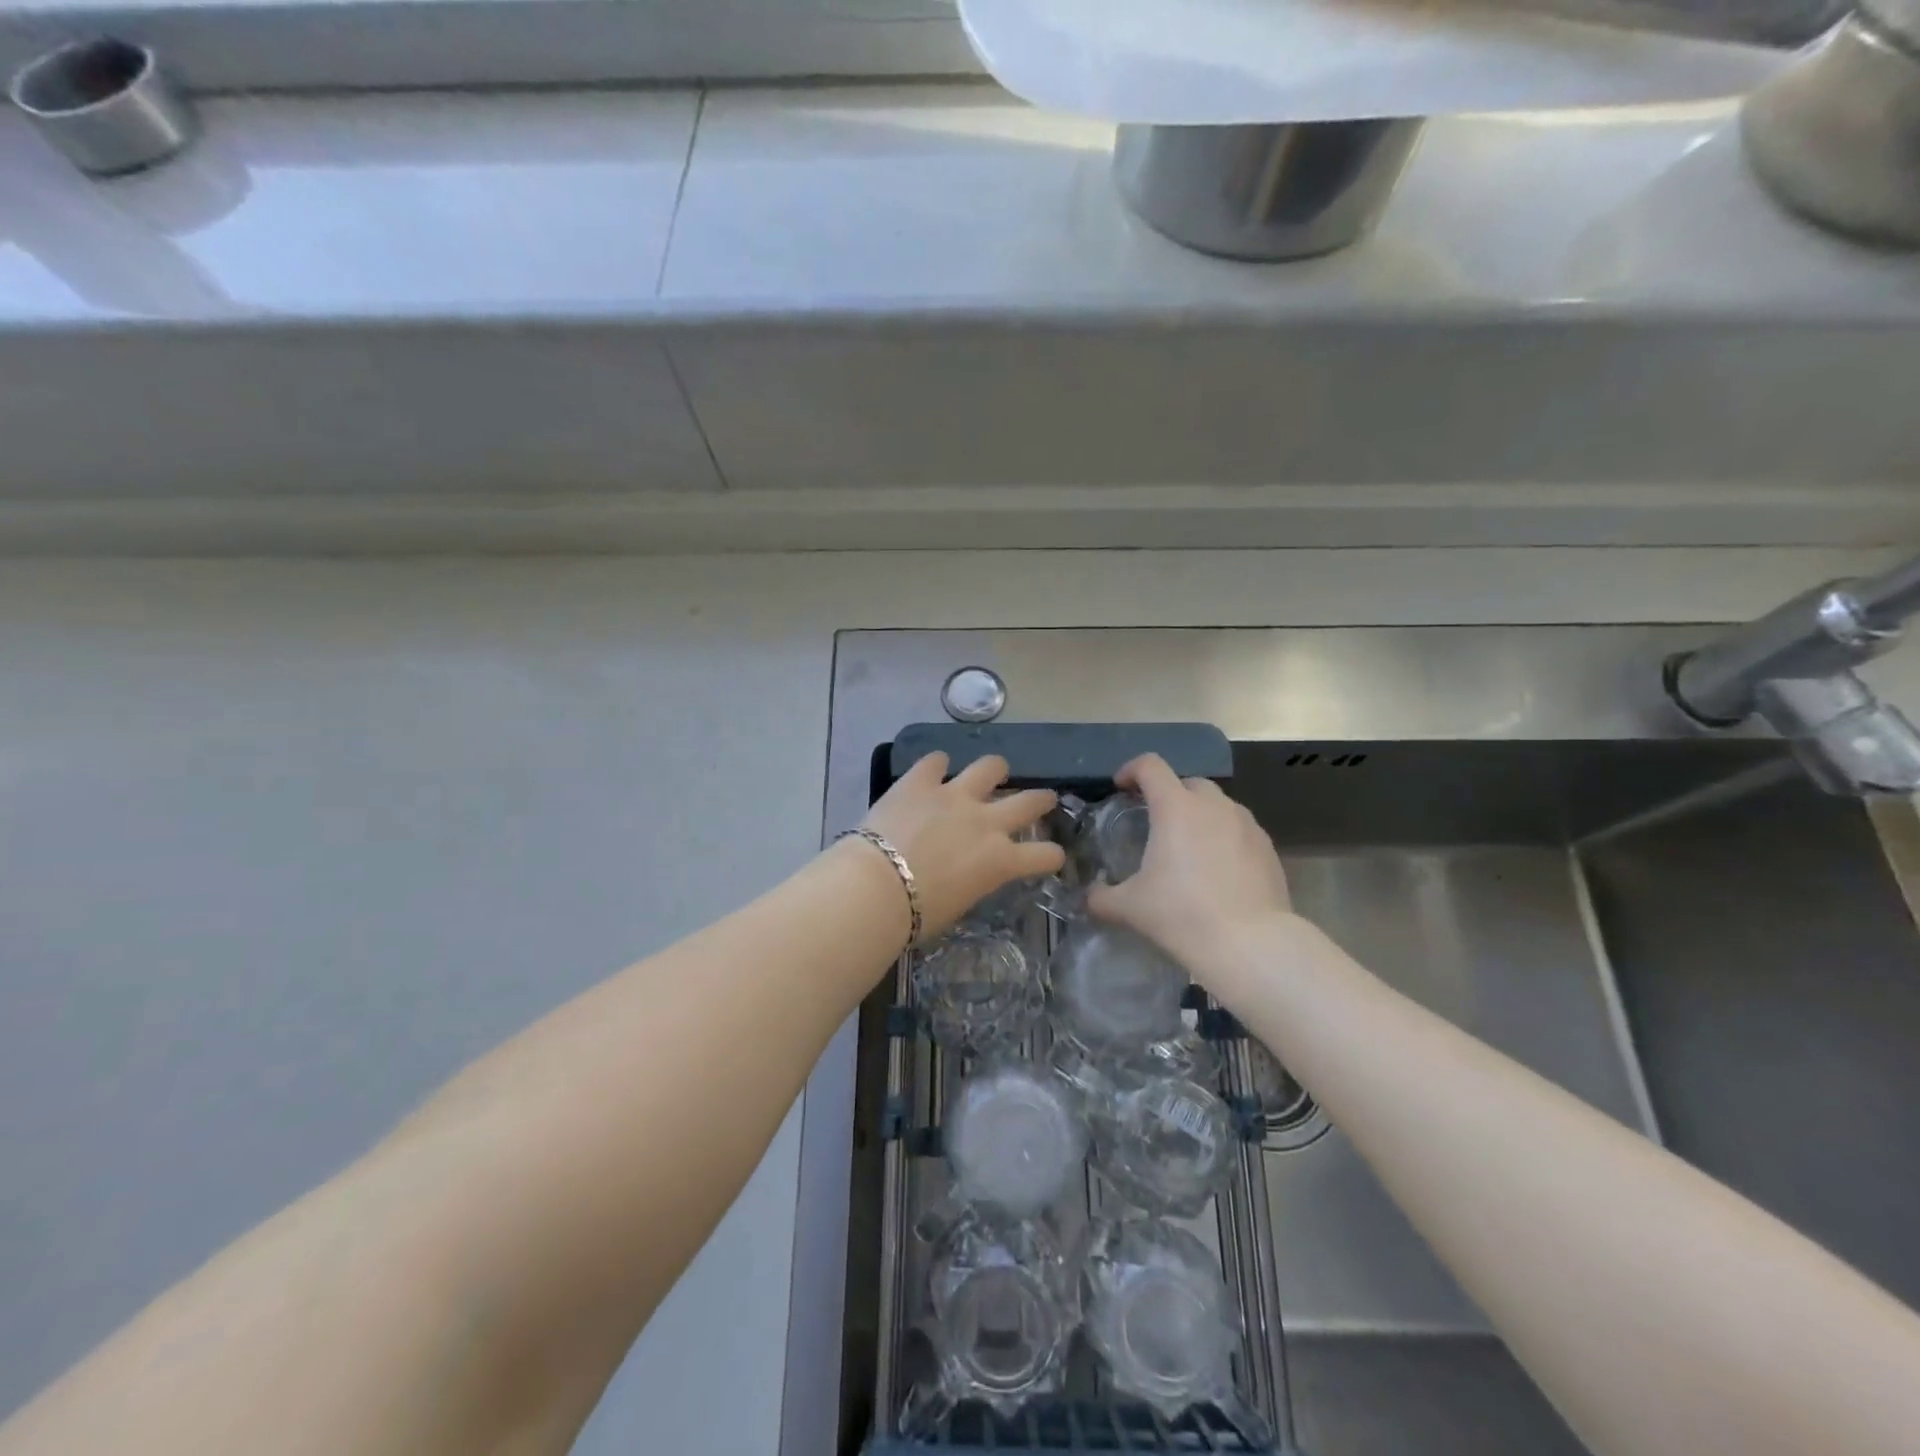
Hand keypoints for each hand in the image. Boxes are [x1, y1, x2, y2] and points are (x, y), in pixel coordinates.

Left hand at [860, 752, 1065, 941]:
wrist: (876, 888)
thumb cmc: (916, 915)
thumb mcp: (959, 904)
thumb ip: (973, 880)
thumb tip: (967, 872)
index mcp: (1000, 861)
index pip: (1044, 855)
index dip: (1052, 856)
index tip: (1051, 855)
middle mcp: (986, 822)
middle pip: (1031, 802)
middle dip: (1042, 800)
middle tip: (1043, 799)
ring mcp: (954, 795)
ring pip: (991, 767)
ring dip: (994, 771)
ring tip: (992, 773)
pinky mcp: (920, 781)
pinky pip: (936, 760)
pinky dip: (936, 765)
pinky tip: (933, 770)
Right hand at [1087, 753, 1292, 977]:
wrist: (1251, 945)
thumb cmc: (1182, 914)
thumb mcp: (1129, 908)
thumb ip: (1102, 897)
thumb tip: (1090, 897)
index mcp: (1176, 807)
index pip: (1150, 766)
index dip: (1131, 770)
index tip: (1121, 787)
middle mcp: (1213, 805)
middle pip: (1187, 782)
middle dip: (1169, 793)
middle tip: (1155, 821)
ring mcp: (1246, 824)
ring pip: (1218, 804)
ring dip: (1199, 814)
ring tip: (1188, 847)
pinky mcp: (1268, 847)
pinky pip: (1239, 829)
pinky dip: (1224, 837)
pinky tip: (1217, 870)